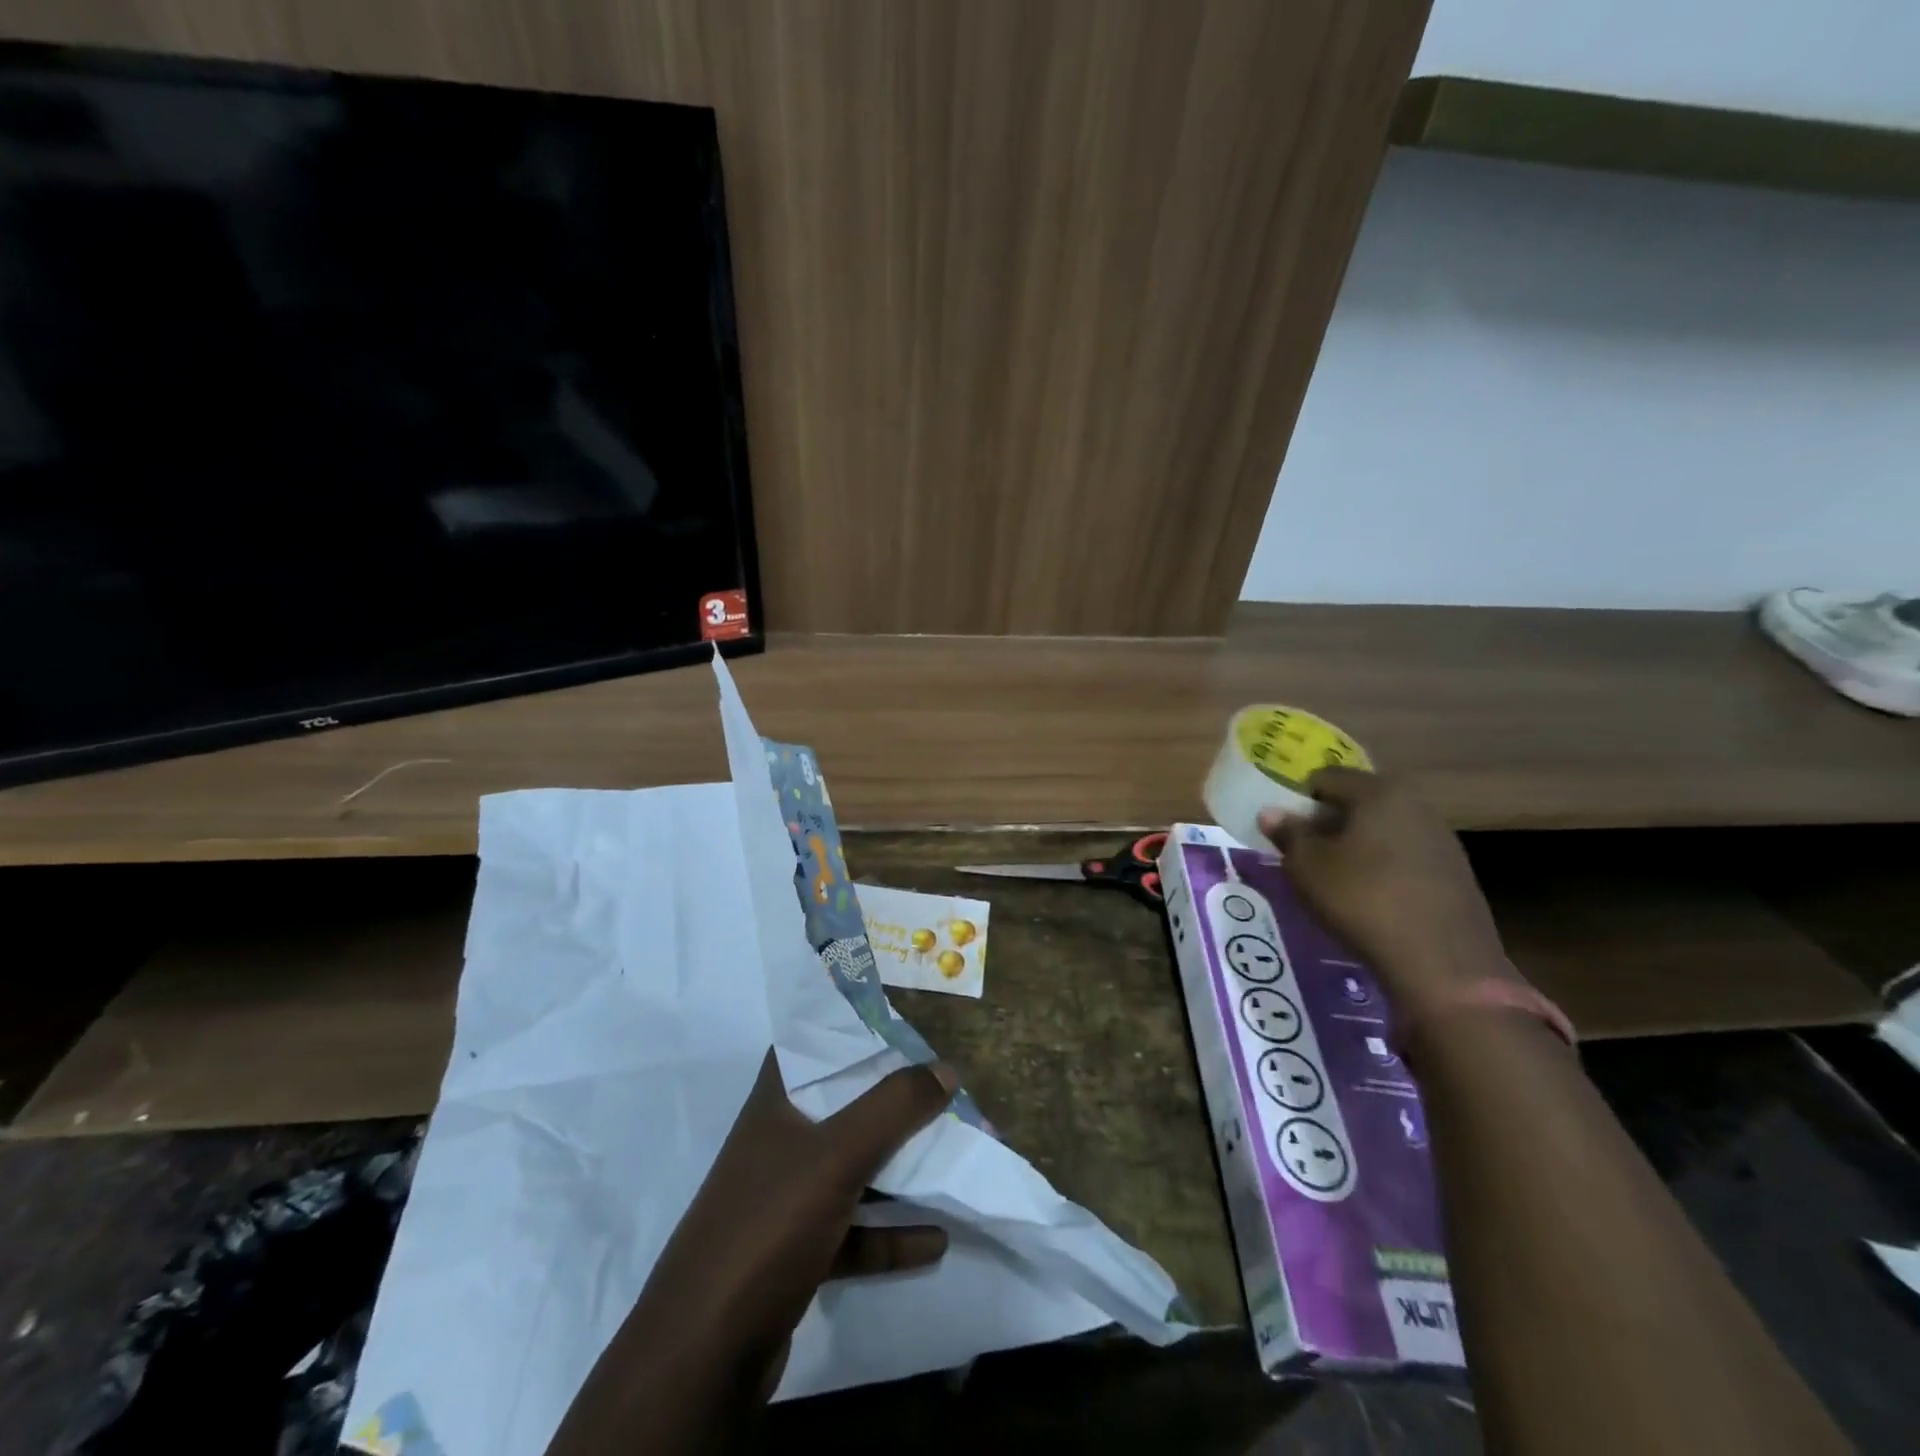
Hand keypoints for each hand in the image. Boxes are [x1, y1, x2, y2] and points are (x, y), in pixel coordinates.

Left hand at [546, 1051, 957, 1455]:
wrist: (704, 1355)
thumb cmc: (768, 1225)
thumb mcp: (837, 1155)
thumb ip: (893, 1107)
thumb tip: (945, 1068)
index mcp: (776, 1103)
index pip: (811, 1045)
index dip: (851, 1031)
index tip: (899, 1027)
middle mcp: (779, 1142)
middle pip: (843, 1107)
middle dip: (892, 1103)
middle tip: (941, 1093)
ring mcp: (785, 1200)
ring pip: (851, 1169)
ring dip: (898, 1169)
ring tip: (950, 1161)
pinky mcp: (795, 1253)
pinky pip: (853, 1231)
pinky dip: (890, 1233)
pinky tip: (934, 1240)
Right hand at [1257, 769, 1515, 1026]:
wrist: (1443, 964)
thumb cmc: (1363, 900)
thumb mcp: (1308, 867)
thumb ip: (1289, 834)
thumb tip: (1271, 813)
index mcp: (1378, 792)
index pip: (1327, 777)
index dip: (1299, 798)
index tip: (1285, 828)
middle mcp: (1415, 804)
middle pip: (1359, 801)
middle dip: (1328, 821)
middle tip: (1305, 851)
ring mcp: (1441, 838)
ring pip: (1383, 828)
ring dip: (1356, 844)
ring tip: (1335, 876)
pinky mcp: (1456, 872)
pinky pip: (1405, 855)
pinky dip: (1382, 866)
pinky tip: (1370, 896)